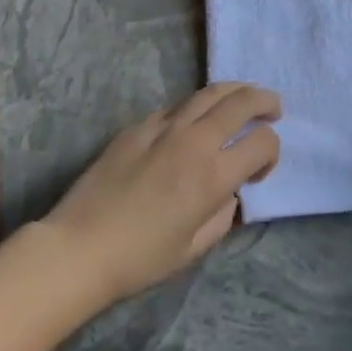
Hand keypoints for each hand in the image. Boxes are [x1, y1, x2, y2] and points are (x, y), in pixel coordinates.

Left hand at [39, 84, 281, 301]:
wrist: (78, 248)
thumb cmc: (140, 259)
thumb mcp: (195, 248)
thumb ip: (223, 214)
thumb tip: (229, 191)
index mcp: (213, 175)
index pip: (262, 142)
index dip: (272, 152)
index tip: (260, 171)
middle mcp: (194, 141)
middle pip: (242, 101)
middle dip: (265, 101)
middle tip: (273, 108)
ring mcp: (164, 127)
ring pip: (210, 91)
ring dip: (235, 91)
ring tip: (243, 98)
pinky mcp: (139, 125)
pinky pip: (177, 105)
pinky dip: (196, 107)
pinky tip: (194, 120)